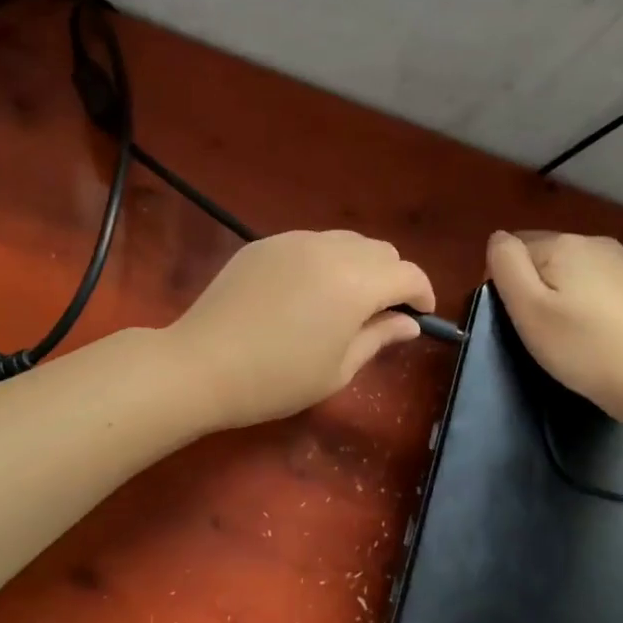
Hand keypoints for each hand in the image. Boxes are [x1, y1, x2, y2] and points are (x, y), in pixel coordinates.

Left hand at [170, 231, 435, 429]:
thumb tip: (408, 322)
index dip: (422, 294)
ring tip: (343, 302)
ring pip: (345, 241)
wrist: (201, 365)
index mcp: (355, 283)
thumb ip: (378, 337)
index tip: (419, 316)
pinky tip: (304, 293)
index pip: (408, 274)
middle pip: (380, 250)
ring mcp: (293, 242)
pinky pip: (310, 244)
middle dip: (391, 278)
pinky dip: (323, 261)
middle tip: (380, 314)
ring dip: (359, 266)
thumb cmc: (276, 380)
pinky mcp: (264, 244)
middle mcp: (329, 250)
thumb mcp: (337, 370)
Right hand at [485, 230, 622, 414]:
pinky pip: (599, 282)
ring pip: (572, 269)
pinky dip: (589, 301)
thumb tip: (499, 238)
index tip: (517, 319)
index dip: (506, 283)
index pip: (513, 249)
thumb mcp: (528, 308)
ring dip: (562, 293)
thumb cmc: (582, 347)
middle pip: (544, 256)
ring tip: (570, 333)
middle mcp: (594, 241)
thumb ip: (506, 264)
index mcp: (563, 243)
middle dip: (535, 286)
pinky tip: (598, 330)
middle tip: (540, 330)